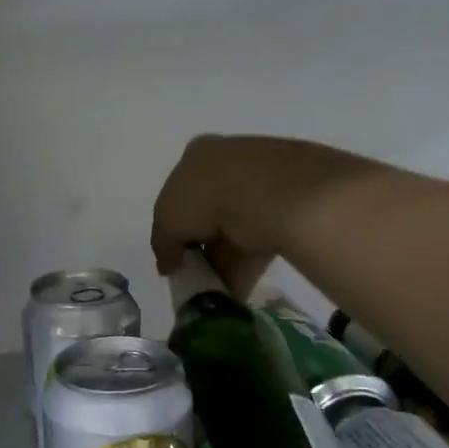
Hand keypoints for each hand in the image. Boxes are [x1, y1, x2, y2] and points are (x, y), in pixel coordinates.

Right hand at [151, 135, 375, 296]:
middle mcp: (229, 164)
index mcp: (197, 155)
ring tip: (212, 291)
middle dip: (200, 247)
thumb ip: (163, 244)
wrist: (267, 194)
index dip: (173, 227)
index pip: (179, 193)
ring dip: (221, 263)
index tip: (174, 254)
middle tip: (193, 274)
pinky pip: (257, 243)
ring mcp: (260, 185)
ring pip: (233, 232)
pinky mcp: (286, 210)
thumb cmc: (205, 196)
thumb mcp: (166, 220)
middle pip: (207, 213)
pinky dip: (244, 268)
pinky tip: (233, 292)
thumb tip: (168, 265)